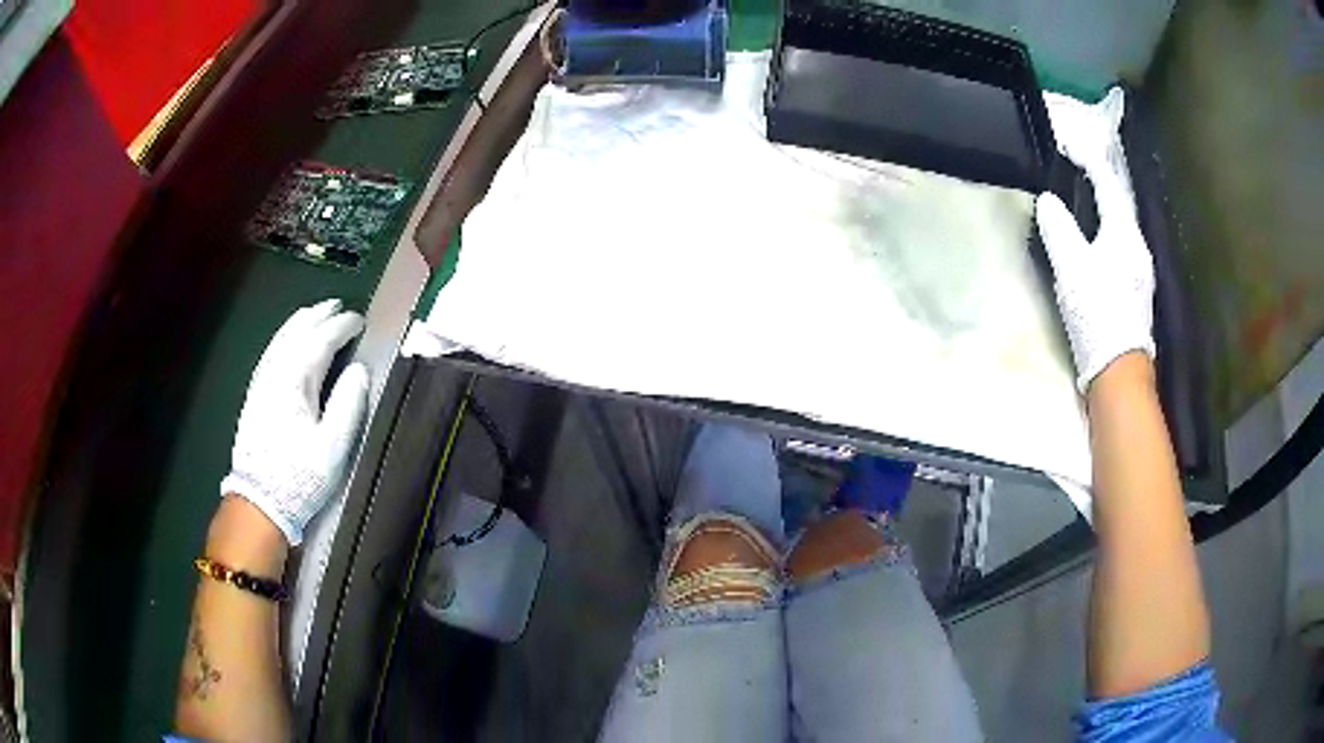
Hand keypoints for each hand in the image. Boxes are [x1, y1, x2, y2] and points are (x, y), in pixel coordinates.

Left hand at [220, 300, 370, 544]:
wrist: (259, 501)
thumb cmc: (300, 476)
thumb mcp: (333, 446)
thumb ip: (348, 404)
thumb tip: (359, 370)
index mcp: (295, 381)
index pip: (320, 341)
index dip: (341, 326)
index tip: (359, 320)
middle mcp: (275, 373)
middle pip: (297, 332)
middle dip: (318, 315)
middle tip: (337, 306)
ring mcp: (261, 383)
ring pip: (280, 339)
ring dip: (299, 322)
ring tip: (314, 313)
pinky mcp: (254, 396)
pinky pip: (270, 353)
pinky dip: (283, 338)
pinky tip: (288, 342)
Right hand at [1036, 88, 1154, 391]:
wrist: (1119, 371)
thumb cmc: (1098, 315)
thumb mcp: (1072, 268)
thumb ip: (1059, 229)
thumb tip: (1049, 201)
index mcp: (1124, 234)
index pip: (1107, 183)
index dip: (1087, 159)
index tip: (1065, 144)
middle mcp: (1138, 246)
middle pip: (1119, 201)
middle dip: (1098, 179)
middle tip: (1075, 165)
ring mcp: (1140, 269)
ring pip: (1121, 223)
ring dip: (1103, 204)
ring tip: (1083, 196)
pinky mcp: (1135, 288)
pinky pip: (1120, 243)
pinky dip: (1106, 228)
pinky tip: (1096, 237)